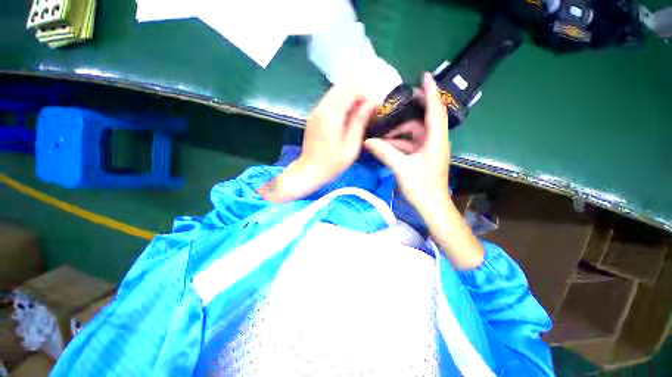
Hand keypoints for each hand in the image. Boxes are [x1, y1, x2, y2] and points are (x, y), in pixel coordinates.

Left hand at [260, 86, 375, 202]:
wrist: (309, 170)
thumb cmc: (332, 163)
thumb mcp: (351, 146)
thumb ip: (359, 122)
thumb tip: (370, 104)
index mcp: (331, 115)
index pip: (350, 89)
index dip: (366, 94)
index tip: (374, 108)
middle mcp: (321, 108)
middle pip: (342, 86)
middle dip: (358, 93)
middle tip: (368, 109)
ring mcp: (315, 111)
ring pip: (335, 92)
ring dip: (350, 97)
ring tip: (359, 113)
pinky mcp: (314, 116)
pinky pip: (329, 101)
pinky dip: (341, 103)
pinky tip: (347, 117)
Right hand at [366, 73, 482, 268]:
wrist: (432, 206)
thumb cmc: (421, 187)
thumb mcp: (401, 168)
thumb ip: (384, 152)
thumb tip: (368, 141)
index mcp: (436, 139)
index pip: (435, 109)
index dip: (431, 91)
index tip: (424, 75)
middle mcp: (435, 141)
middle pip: (422, 120)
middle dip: (408, 114)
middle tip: (392, 107)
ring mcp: (430, 149)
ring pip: (415, 134)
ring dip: (400, 133)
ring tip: (383, 132)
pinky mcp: (424, 157)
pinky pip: (412, 144)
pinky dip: (400, 144)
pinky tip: (386, 146)